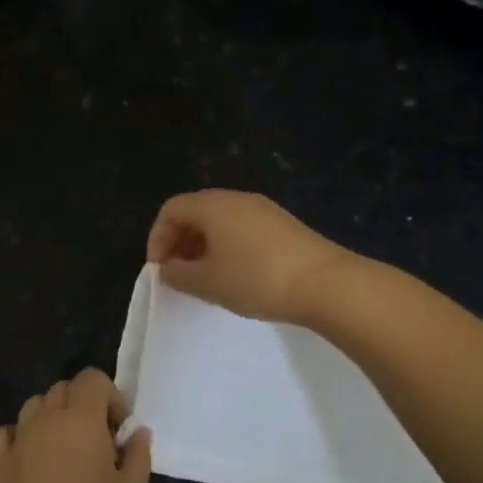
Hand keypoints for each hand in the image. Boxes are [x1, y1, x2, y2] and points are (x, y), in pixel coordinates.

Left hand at [0, 369, 151, 482]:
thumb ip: (137, 455)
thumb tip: (136, 432)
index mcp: (80, 421)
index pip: (92, 379)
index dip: (110, 398)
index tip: (119, 434)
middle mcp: (45, 421)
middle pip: (63, 389)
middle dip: (84, 406)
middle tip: (99, 446)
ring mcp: (16, 442)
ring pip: (34, 406)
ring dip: (52, 418)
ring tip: (66, 454)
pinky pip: (3, 433)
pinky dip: (17, 436)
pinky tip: (30, 460)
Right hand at [146, 189, 350, 324]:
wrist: (325, 283)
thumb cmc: (256, 279)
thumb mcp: (207, 283)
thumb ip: (178, 275)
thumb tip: (168, 269)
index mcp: (212, 205)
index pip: (171, 210)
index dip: (157, 238)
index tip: (159, 270)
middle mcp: (236, 199)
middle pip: (196, 212)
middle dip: (179, 242)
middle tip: (178, 274)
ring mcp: (263, 210)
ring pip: (220, 221)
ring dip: (203, 246)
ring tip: (204, 278)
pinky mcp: (283, 225)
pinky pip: (242, 229)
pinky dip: (227, 247)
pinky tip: (235, 275)